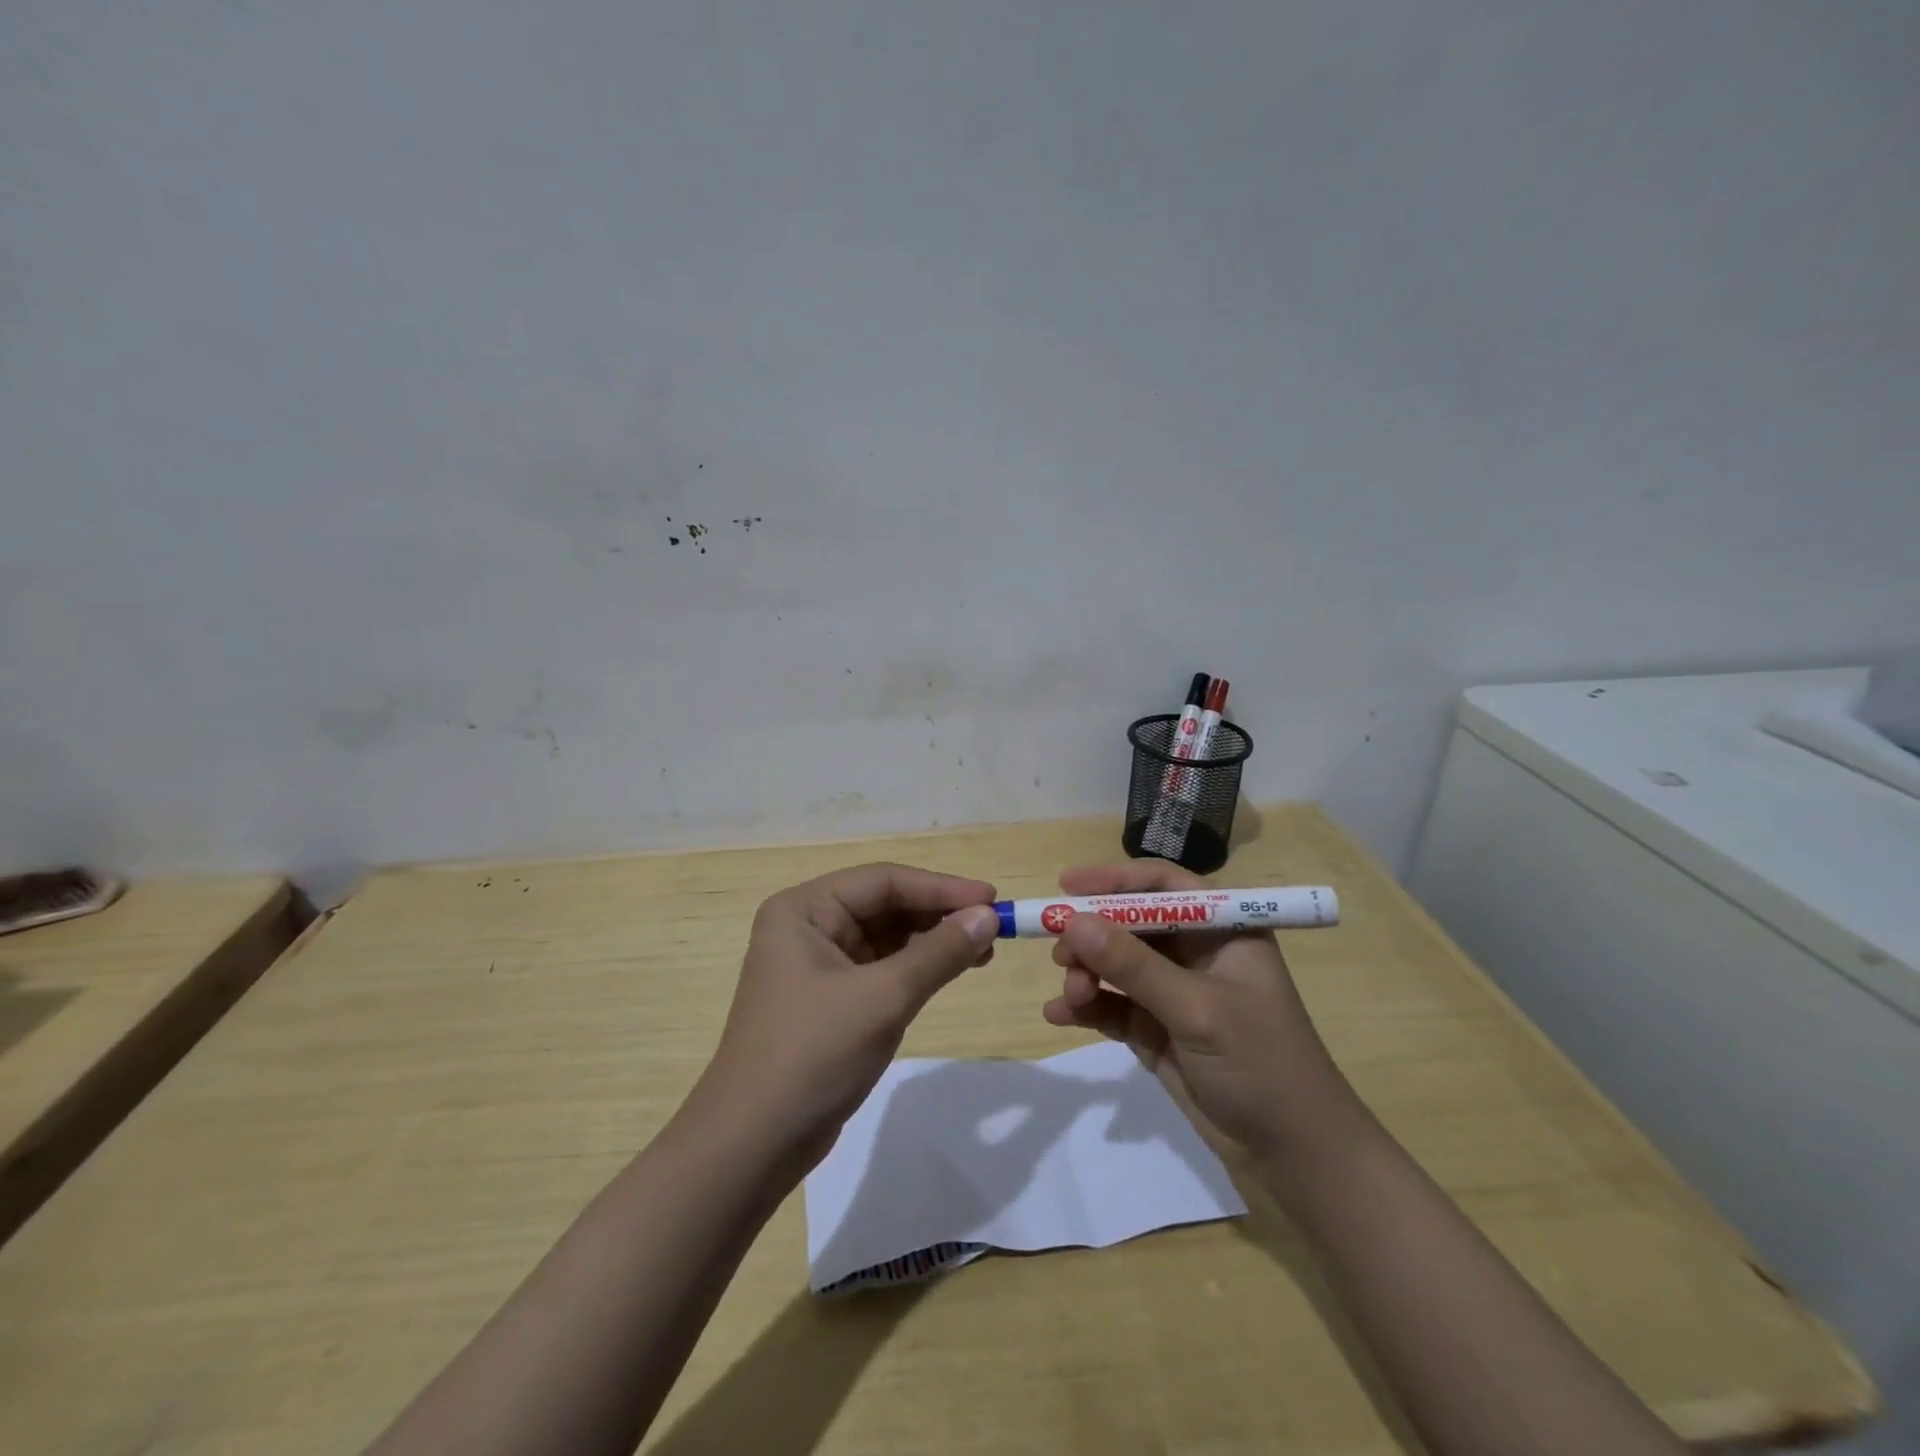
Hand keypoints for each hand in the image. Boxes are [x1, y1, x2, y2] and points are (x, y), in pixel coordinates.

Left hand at [687, 862, 999, 1173]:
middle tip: (992, 927)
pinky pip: (882, 968)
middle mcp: (808, 926)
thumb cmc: (812, 1056)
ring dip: (932, 941)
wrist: (752, 1146)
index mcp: (804, 909)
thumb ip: (939, 953)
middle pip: (885, 905)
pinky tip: (950, 971)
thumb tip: (988, 917)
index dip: (941, 887)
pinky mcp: (830, 999)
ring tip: (982, 950)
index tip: (992, 899)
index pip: (883, 882)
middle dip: (938, 914)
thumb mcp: (882, 999)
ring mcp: (818, 964)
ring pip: (887, 937)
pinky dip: (917, 968)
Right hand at [1042, 860, 1358, 1155]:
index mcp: (1222, 929)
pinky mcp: (1156, 1029)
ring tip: (1071, 996)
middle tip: (1059, 952)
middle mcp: (1195, 952)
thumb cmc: (1261, 1063)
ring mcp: (1173, 992)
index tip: (1066, 885)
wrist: (1292, 1155)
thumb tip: (1072, 922)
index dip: (1114, 880)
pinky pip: (1112, 1005)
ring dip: (1086, 974)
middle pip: (1131, 925)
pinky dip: (1087, 1007)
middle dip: (1092, 936)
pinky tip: (1059, 1015)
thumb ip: (1133, 965)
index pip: (1163, 886)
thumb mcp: (1196, 1008)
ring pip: (1115, 966)